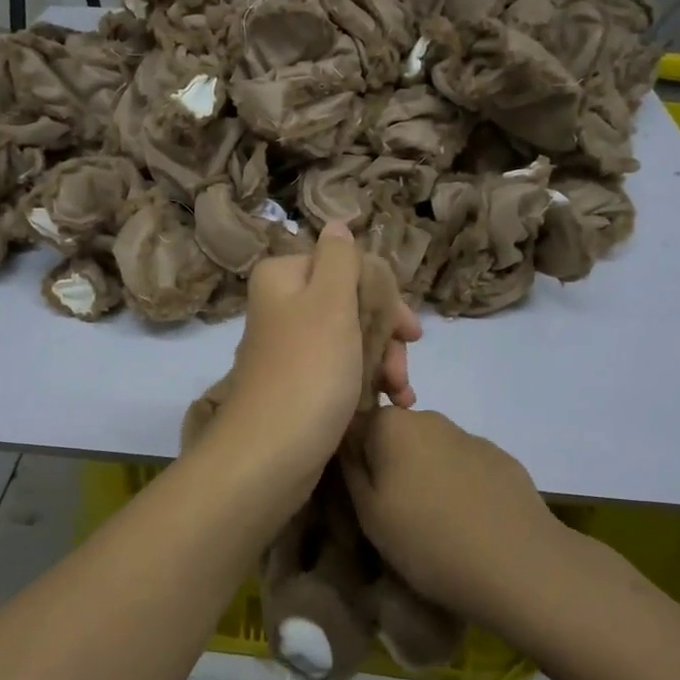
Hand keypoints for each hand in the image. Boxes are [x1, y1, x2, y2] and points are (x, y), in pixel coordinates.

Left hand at [215, 223, 420, 485]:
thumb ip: (339, 259)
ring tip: (402, 394)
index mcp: (283, 278)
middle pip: (351, 304)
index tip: (409, 329)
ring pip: (351, 339)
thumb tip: (336, 225)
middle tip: (405, 363)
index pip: (345, 266)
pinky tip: (391, 404)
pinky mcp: (298, 384)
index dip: (383, 294)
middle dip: (386, 335)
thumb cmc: (308, 369)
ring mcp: (290, 348)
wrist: (271, 454)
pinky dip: (367, 383)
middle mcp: (282, 307)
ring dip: (383, 363)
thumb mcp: (330, 302)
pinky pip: (340, 371)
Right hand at [341, 407, 556, 624]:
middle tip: (391, 513)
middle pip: (395, 436)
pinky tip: (468, 523)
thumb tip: (346, 443)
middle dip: (389, 465)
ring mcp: (470, 437)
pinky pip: (466, 467)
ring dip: (425, 476)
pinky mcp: (503, 460)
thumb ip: (350, 470)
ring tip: (433, 523)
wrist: (520, 565)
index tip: (357, 496)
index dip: (352, 460)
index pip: (355, 426)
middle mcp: (430, 418)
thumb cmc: (429, 540)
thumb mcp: (368, 514)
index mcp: (391, 425)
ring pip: (432, 451)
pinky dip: (459, 486)